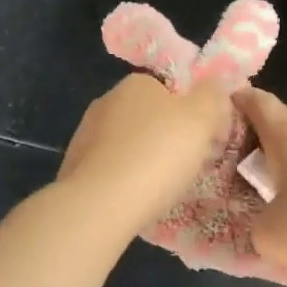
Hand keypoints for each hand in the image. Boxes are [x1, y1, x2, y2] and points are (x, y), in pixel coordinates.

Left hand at [58, 73, 232, 234]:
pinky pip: (110, 168)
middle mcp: (106, 101)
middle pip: (148, 116)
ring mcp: (85, 134)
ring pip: (127, 143)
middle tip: (187, 165)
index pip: (170, 89)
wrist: (100, 204)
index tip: (203, 139)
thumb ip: (212, 96)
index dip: (191, 112)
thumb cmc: (157, 154)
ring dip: (144, 159)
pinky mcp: (74, 166)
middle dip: (166, 136)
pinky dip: (124, 179)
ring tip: (162, 187)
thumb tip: (212, 88)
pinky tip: (136, 198)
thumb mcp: (201, 118)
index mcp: (136, 83)